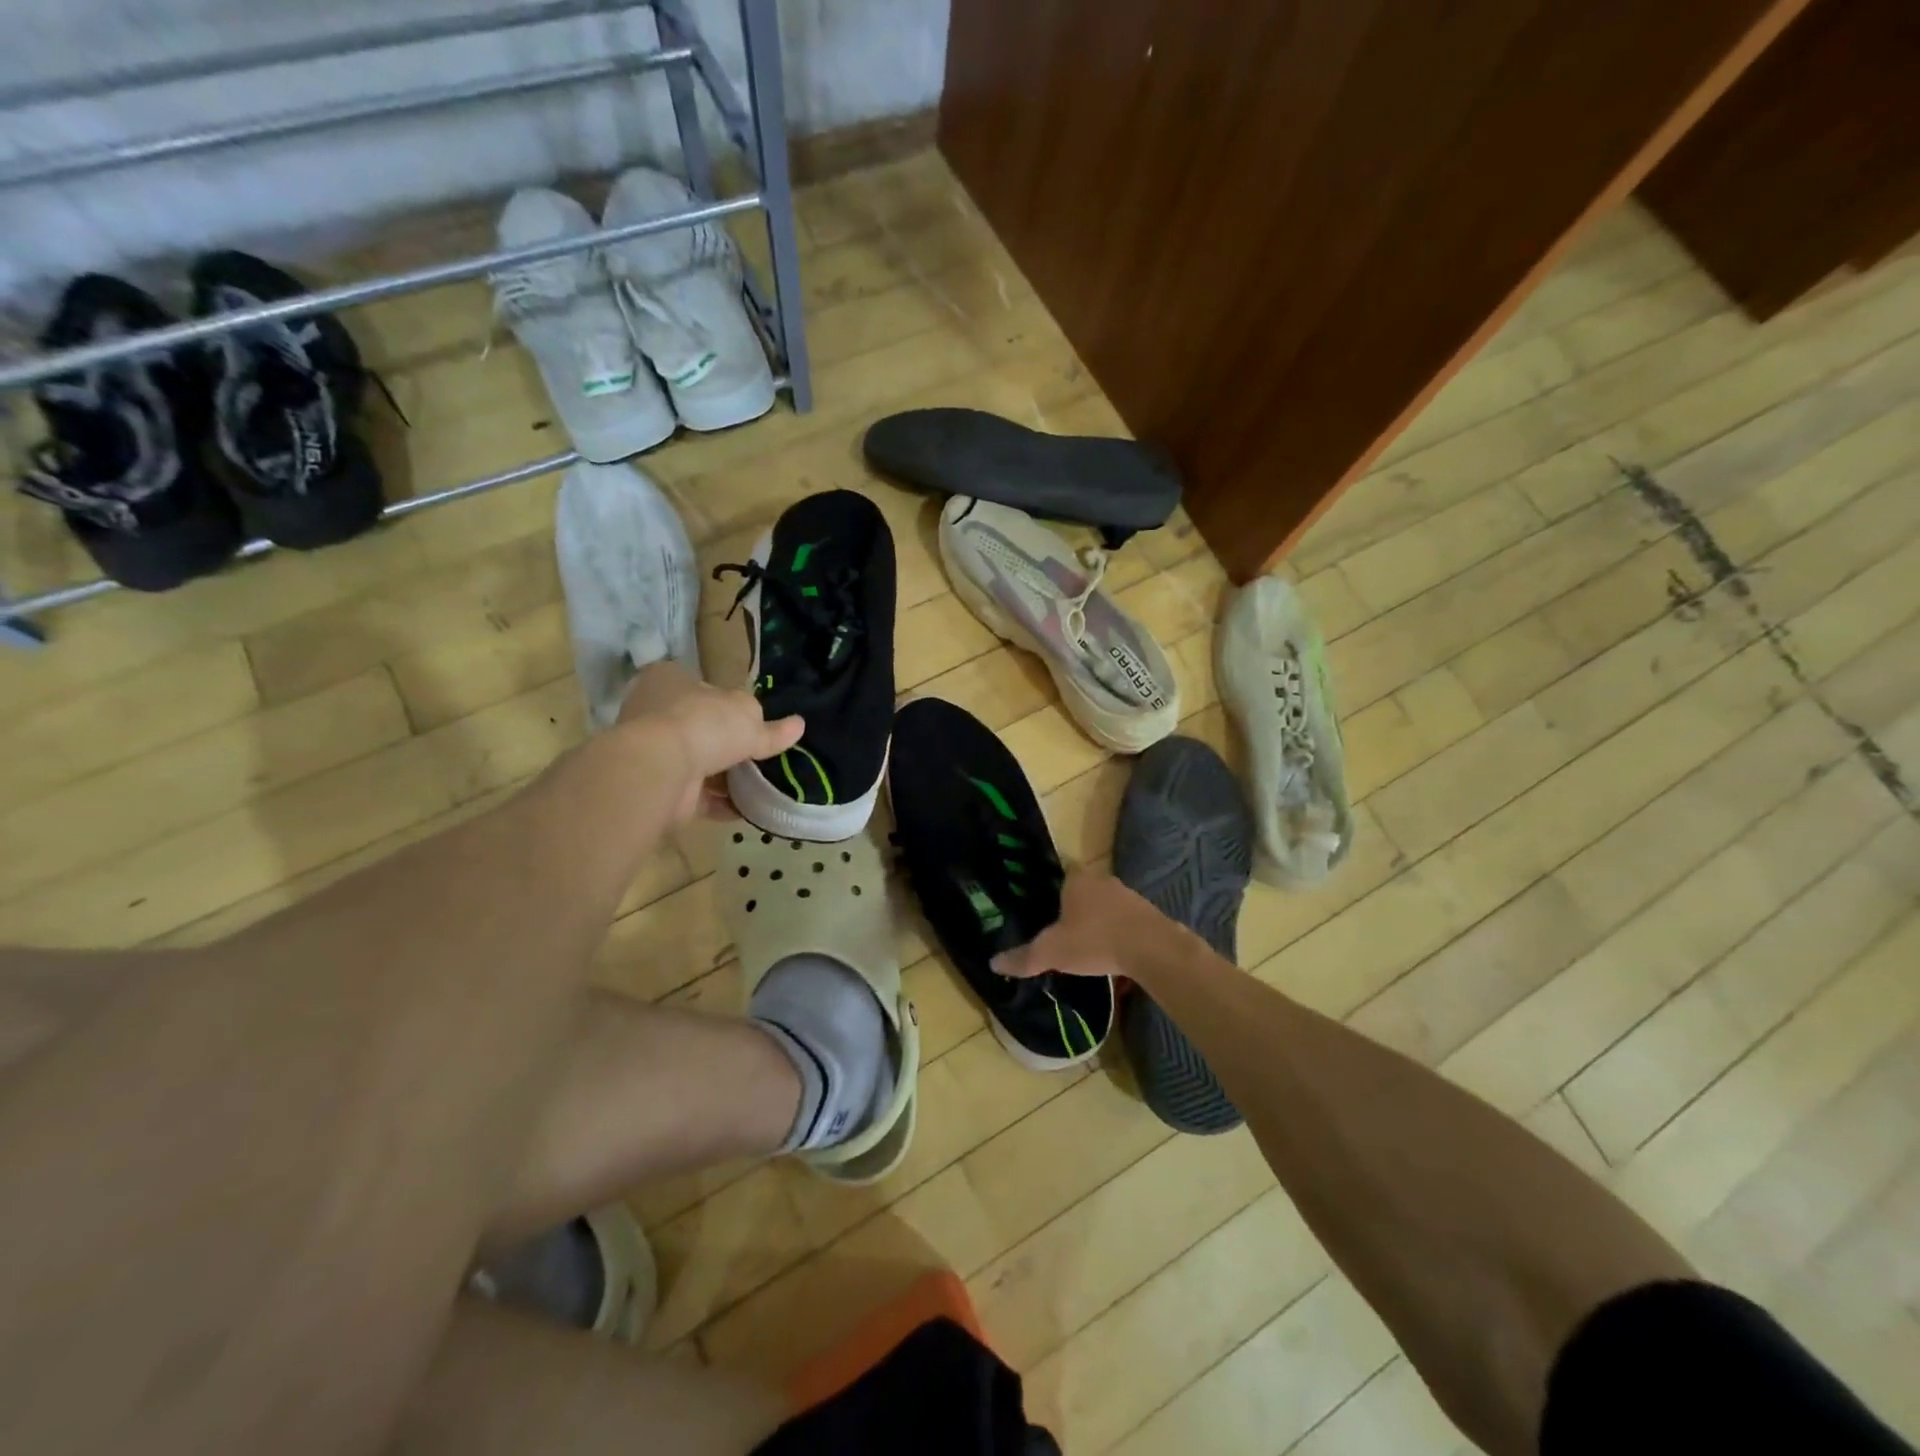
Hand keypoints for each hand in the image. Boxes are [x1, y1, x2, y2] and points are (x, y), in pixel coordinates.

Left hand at [617, 661, 803, 821]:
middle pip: (700, 726)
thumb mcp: (748, 716)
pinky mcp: (658, 786)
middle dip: (728, 743)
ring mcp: (653, 751)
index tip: (753, 721)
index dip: (728, 703)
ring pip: (698, 762)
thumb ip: (771, 726)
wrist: (661, 769)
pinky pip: (696, 795)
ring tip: (761, 785)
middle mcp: (655, 712)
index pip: (703, 687)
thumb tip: (798, 725)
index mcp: (669, 679)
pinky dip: (720, 802)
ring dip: (726, 776)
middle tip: (761, 755)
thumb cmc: (703, 723)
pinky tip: (747, 808)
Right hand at [991, 870, 1179, 980]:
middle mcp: (1102, 879)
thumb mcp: (1052, 952)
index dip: (1050, 888)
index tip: (1042, 905)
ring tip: (1085, 942)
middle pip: (1082, 888)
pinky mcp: (1147, 913)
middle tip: (1060, 927)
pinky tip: (1111, 950)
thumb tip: (993, 963)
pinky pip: (1124, 919)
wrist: (1152, 949)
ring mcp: (1128, 894)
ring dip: (1097, 919)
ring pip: (1104, 903)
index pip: (1059, 873)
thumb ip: (1023, 957)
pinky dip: (1116, 931)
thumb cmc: (1095, 941)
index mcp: (1076, 879)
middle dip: (1073, 906)